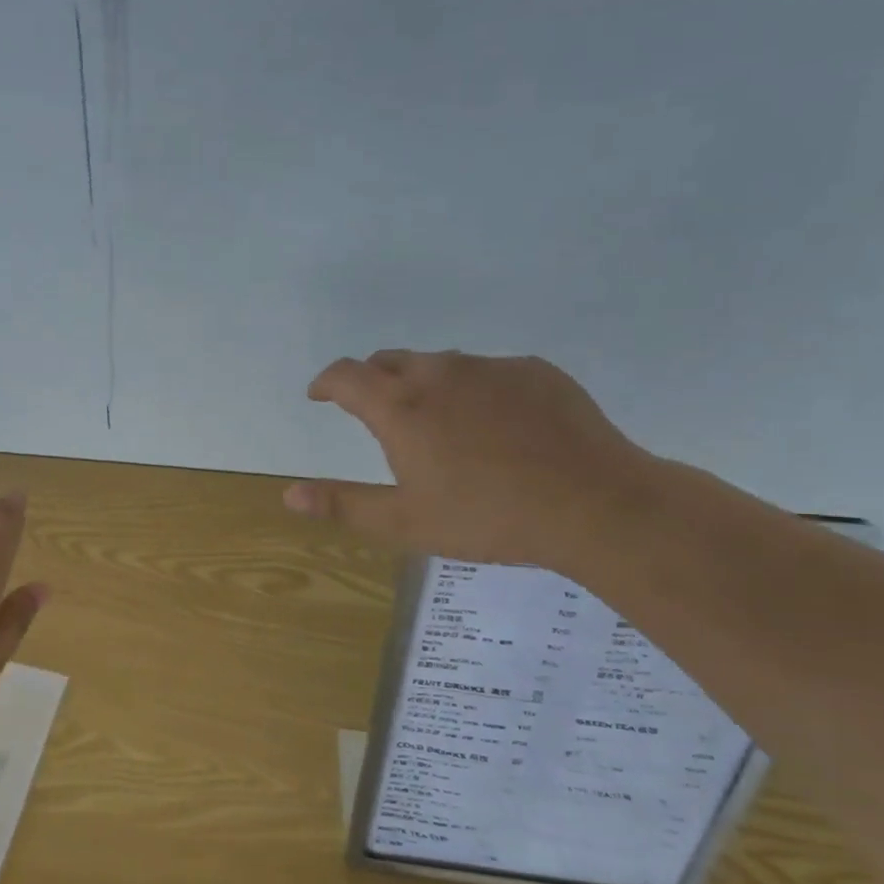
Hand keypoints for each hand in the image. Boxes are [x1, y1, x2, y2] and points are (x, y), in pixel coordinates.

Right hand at [283, 350, 659, 570]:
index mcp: (400, 407)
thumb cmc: (487, 517)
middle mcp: (439, 373)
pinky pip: (489, 372)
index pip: (346, 375)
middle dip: (373, 380)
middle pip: (390, 361)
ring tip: (439, 422)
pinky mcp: (535, 371)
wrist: (595, 505)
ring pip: (441, 364)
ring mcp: (491, 368)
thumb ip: (342, 503)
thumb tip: (288, 494)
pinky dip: (475, 390)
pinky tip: (496, 425)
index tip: (320, 395)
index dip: (326, 382)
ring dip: (425, 384)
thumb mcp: (404, 522)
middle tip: (376, 412)